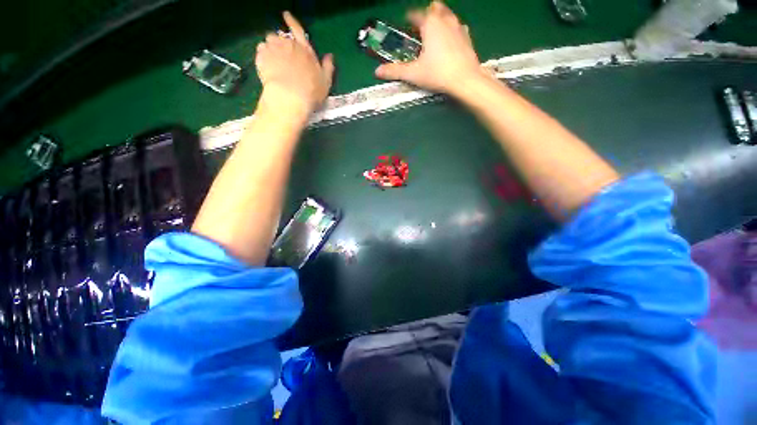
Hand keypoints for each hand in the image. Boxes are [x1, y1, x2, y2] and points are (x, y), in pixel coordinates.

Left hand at [256, 11, 334, 116]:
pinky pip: (260, 51)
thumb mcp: (325, 82)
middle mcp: (289, 45)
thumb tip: (330, 56)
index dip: (291, 21)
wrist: (290, 97)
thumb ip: (328, 68)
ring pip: (269, 41)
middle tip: (281, 55)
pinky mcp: (261, 57)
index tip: (286, 14)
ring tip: (272, 61)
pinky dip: (262, 56)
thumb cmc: (311, 91)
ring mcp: (274, 49)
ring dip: (270, 48)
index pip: (298, 30)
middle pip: (280, 36)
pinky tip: (266, 66)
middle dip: (280, 42)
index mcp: (305, 50)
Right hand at [375, 2, 482, 96]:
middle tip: (420, 28)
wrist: (465, 80)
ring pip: (448, 14)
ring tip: (434, 33)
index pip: (416, 14)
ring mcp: (458, 27)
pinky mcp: (467, 37)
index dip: (408, 18)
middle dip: (427, 14)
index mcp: (430, 24)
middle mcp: (445, 20)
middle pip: (434, 8)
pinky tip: (449, 41)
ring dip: (440, 19)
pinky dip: (451, 29)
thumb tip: (377, 71)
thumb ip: (395, 71)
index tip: (405, 24)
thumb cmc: (437, 74)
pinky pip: (458, 26)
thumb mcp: (413, 73)